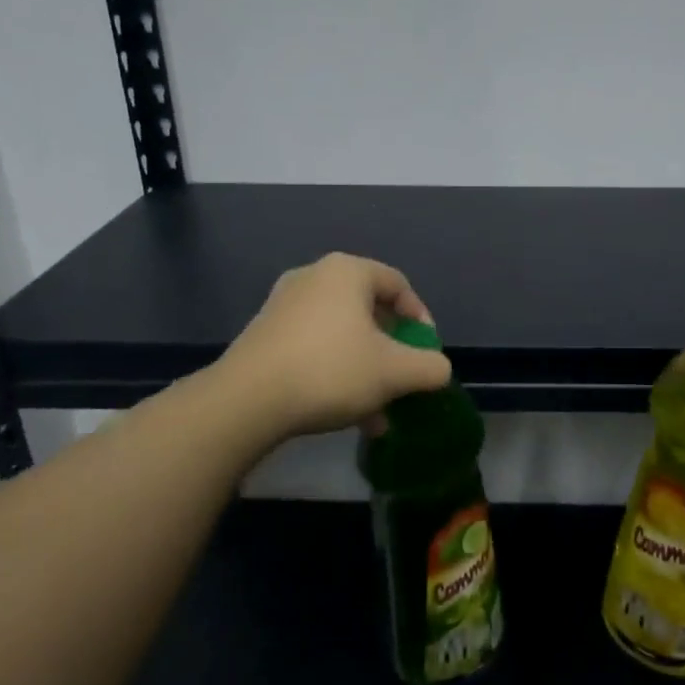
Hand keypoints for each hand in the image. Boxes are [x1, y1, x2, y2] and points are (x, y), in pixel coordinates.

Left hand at [221, 253, 452, 435]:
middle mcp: (314, 277)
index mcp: (347, 271)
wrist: (246, 401)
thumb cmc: (330, 371)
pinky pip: (314, 347)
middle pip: (369, 311)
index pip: (398, 284)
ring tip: (376, 411)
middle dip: (391, 352)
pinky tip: (344, 413)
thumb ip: (430, 367)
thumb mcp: (395, 372)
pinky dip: (335, 372)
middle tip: (402, 380)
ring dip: (365, 370)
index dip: (420, 319)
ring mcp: (284, 305)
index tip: (427, 353)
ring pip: (342, 335)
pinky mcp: (264, 334)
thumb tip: (438, 369)